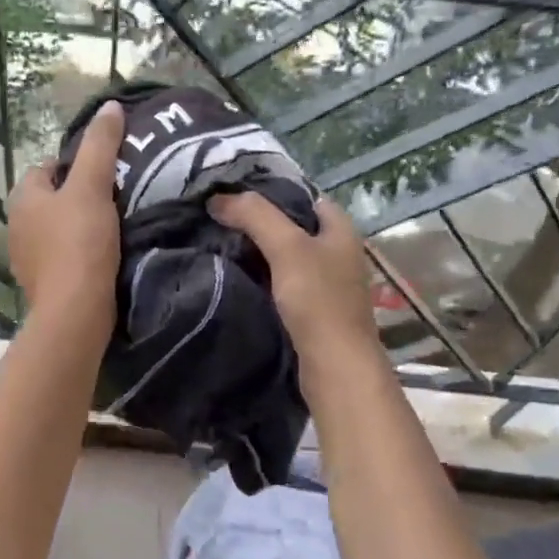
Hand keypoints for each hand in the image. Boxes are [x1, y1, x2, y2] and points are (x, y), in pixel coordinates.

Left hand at [8, 100, 124, 330]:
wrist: (75, 311)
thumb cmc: (80, 243)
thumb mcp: (93, 186)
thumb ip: (100, 145)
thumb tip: (110, 106)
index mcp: (22, 196)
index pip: (48, 166)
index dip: (78, 166)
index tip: (108, 175)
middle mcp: (16, 224)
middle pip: (53, 198)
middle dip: (80, 196)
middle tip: (116, 199)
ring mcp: (25, 257)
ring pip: (57, 228)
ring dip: (80, 226)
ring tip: (113, 228)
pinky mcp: (41, 283)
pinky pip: (62, 256)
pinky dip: (79, 253)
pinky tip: (103, 257)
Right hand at [209, 190, 382, 370]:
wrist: (335, 366)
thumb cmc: (318, 300)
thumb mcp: (286, 247)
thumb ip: (254, 216)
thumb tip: (217, 198)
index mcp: (341, 230)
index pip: (305, 197)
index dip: (271, 193)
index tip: (233, 196)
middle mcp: (338, 253)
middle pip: (294, 228)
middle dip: (259, 223)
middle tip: (219, 220)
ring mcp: (327, 284)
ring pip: (287, 258)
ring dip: (258, 253)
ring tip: (220, 245)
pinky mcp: (314, 311)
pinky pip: (283, 284)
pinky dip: (262, 279)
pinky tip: (237, 279)